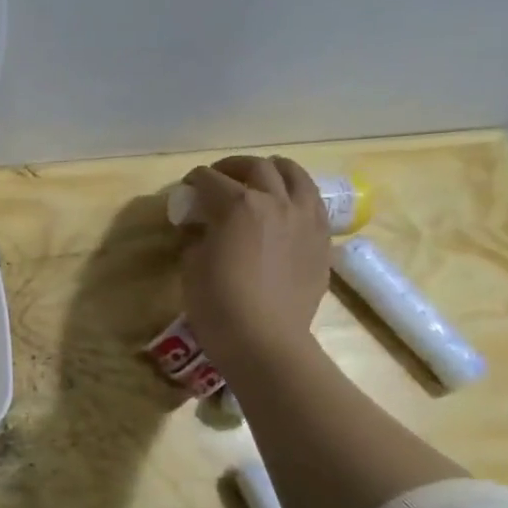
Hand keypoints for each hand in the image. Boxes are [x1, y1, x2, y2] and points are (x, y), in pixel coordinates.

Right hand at [177, 155, 329, 371]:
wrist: (265, 340)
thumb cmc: (217, 304)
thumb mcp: (191, 266)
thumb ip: (197, 238)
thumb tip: (202, 230)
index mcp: (238, 205)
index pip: (209, 179)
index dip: (193, 182)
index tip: (185, 190)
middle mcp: (276, 202)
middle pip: (256, 167)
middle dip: (232, 168)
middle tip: (219, 180)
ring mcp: (305, 219)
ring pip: (294, 175)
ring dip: (273, 171)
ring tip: (261, 179)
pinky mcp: (321, 239)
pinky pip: (312, 203)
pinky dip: (296, 196)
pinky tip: (285, 208)